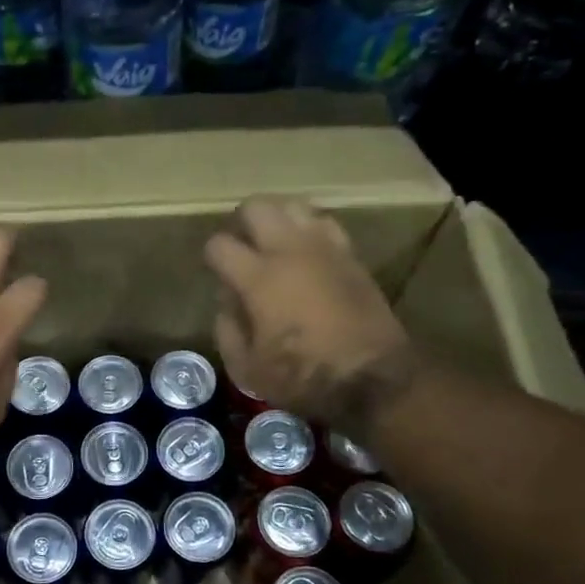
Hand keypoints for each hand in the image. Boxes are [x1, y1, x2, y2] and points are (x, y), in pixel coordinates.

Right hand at [202, 197, 411, 419]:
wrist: (372, 378)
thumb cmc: (303, 377)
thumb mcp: (247, 369)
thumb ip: (228, 330)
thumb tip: (227, 304)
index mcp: (257, 278)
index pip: (219, 245)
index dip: (212, 257)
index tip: (217, 273)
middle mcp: (289, 251)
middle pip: (257, 207)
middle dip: (242, 223)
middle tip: (243, 247)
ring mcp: (323, 248)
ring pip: (293, 205)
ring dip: (278, 220)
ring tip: (275, 244)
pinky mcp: (351, 255)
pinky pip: (324, 223)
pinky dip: (309, 230)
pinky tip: (307, 253)